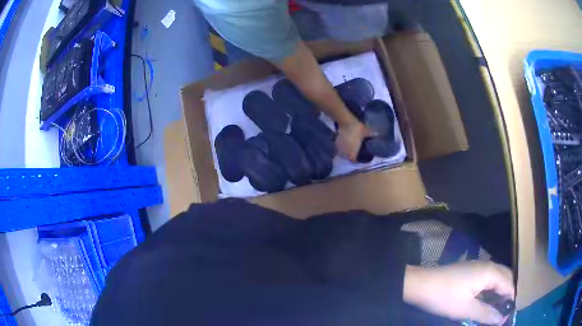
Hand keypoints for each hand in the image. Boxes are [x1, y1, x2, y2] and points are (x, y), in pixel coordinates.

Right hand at [336, 120, 372, 161]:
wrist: (346, 122)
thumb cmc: (357, 129)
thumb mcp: (366, 132)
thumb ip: (372, 134)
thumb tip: (378, 134)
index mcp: (353, 152)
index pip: (353, 160)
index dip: (356, 160)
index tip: (358, 157)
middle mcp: (345, 152)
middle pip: (347, 157)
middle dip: (350, 156)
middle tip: (355, 152)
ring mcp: (340, 147)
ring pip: (342, 153)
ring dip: (345, 151)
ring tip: (349, 148)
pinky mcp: (336, 142)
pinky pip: (339, 147)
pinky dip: (342, 147)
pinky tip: (345, 143)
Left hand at [403, 261, 514, 324]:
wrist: (420, 284)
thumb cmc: (445, 297)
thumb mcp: (466, 309)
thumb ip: (486, 313)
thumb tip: (502, 319)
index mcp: (490, 272)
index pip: (509, 284)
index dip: (511, 299)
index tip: (509, 314)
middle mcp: (488, 265)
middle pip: (506, 278)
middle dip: (508, 294)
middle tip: (505, 311)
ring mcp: (479, 266)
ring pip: (497, 277)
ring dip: (500, 291)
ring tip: (498, 307)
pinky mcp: (471, 270)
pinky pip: (488, 278)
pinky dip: (491, 288)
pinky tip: (488, 299)